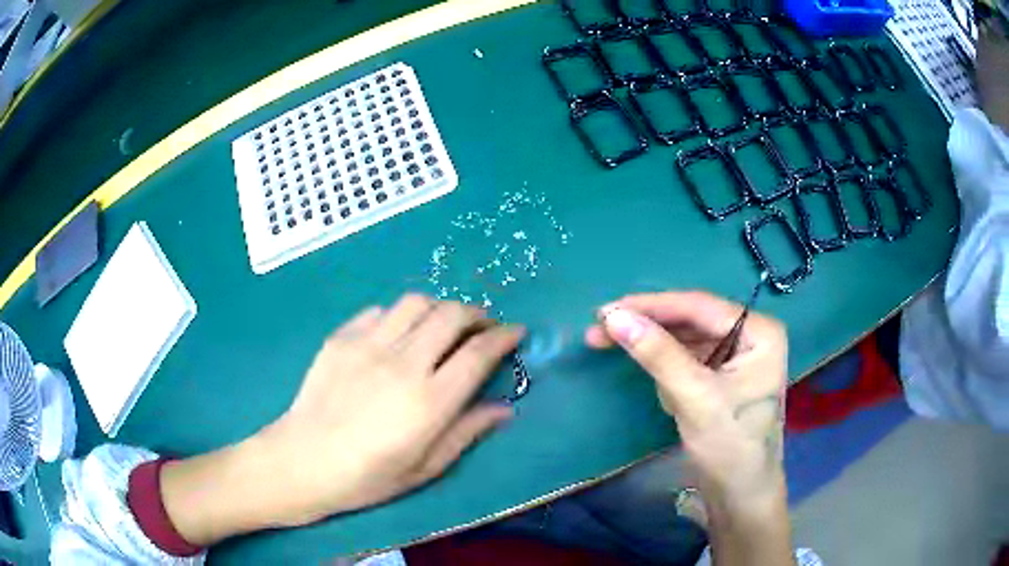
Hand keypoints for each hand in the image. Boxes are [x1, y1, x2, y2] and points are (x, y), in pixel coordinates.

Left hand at [160, 295, 523, 545]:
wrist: (302, 462)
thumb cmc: (367, 477)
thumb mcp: (425, 468)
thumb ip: (467, 433)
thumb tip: (504, 408)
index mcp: (429, 401)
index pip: (478, 353)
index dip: (504, 337)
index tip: (515, 332)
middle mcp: (402, 363)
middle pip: (451, 315)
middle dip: (476, 315)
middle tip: (482, 328)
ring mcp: (367, 345)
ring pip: (416, 303)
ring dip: (438, 309)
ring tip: (441, 327)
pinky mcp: (340, 338)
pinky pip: (379, 311)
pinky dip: (399, 317)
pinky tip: (397, 335)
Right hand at [585, 291, 787, 511]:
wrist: (740, 496)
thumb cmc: (730, 446)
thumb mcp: (694, 397)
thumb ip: (657, 354)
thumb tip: (613, 316)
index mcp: (760, 331)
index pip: (699, 306)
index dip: (651, 306)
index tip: (606, 310)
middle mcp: (751, 335)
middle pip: (691, 320)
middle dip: (648, 328)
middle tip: (600, 328)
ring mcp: (737, 356)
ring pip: (685, 340)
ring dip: (654, 350)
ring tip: (615, 350)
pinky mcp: (722, 376)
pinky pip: (688, 360)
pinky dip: (668, 372)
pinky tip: (664, 391)